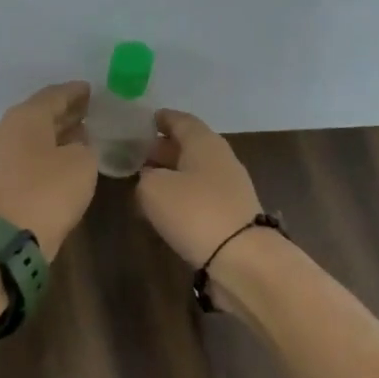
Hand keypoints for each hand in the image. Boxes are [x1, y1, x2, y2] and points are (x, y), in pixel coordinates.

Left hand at [0, 81, 98, 257]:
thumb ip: (83, 145)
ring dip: (54, 133)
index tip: (91, 90)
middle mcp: (4, 129)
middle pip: (38, 114)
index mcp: (24, 116)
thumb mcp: (82, 163)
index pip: (54, 95)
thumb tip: (75, 144)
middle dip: (64, 112)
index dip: (75, 92)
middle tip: (88, 110)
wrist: (8, 238)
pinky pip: (23, 155)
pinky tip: (61, 158)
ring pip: (30, 135)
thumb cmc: (49, 192)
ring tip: (79, 133)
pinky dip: (43, 152)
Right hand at [136, 109, 264, 266]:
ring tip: (144, 181)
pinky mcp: (230, 214)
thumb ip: (145, 177)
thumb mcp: (153, 189)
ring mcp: (229, 188)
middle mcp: (220, 159)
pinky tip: (163, 208)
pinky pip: (199, 195)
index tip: (145, 120)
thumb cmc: (194, 212)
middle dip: (162, 148)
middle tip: (136, 153)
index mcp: (204, 143)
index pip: (181, 121)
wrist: (241, 258)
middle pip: (188, 146)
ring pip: (194, 172)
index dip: (162, 119)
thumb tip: (150, 178)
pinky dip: (181, 196)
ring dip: (171, 174)